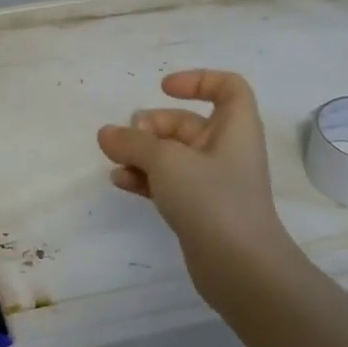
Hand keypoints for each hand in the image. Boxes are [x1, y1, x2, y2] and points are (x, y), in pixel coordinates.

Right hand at [97, 70, 295, 307]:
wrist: (241, 267)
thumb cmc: (212, 199)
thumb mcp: (167, 161)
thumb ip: (133, 143)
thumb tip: (106, 133)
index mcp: (235, 128)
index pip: (228, 87)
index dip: (198, 80)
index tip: (163, 89)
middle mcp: (226, 150)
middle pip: (187, 123)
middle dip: (153, 126)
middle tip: (126, 138)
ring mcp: (213, 182)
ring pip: (173, 155)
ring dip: (143, 154)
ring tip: (115, 161)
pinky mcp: (200, 209)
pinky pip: (169, 183)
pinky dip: (146, 178)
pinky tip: (121, 182)